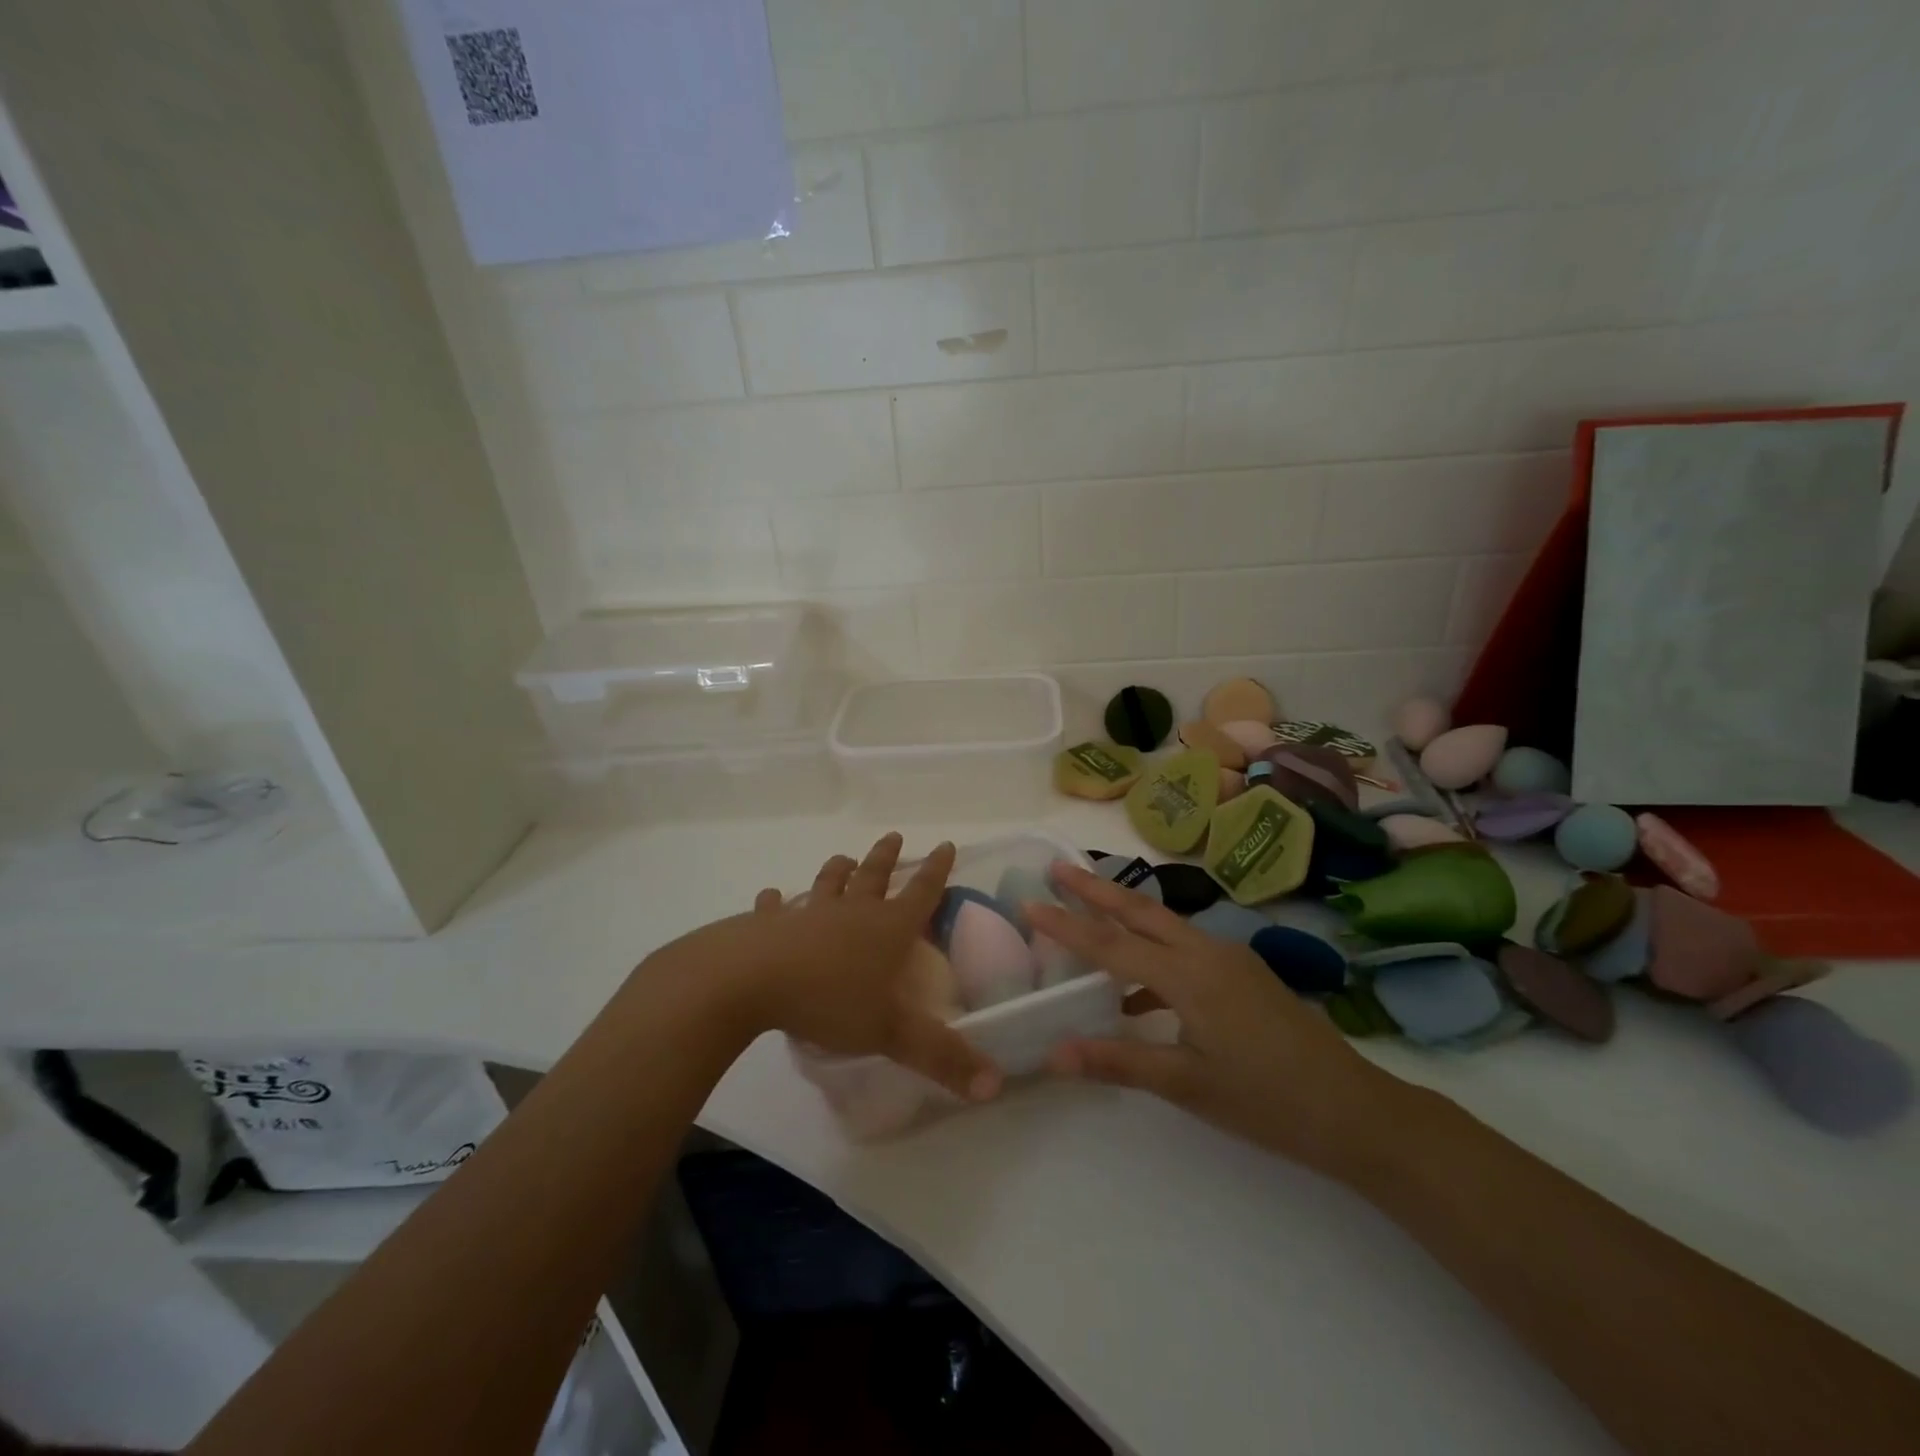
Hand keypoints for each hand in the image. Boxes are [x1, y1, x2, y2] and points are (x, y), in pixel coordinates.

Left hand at [662, 833, 1000, 1103]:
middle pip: (874, 876)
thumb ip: (942, 1057)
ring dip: (838, 870)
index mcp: (886, 929)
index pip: (922, 893)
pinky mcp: (767, 924)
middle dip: (886, 857)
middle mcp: (851, 912)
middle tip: (893, 837)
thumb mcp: (891, 1033)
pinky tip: (771, 896)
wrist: (750, 980)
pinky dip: (774, 901)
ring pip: (828, 884)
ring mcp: (807, 914)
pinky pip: (774, 907)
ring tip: (845, 859)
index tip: (946, 844)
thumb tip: (995, 1086)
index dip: (937, 870)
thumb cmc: (829, 1000)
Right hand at [1027, 864, 1410, 1181]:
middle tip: (1057, 868)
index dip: (1066, 925)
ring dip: (1123, 914)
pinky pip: (1185, 948)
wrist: (1354, 1108)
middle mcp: (1205, 952)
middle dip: (1094, 889)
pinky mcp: (1243, 972)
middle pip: (1139, 910)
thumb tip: (1054, 1053)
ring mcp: (1229, 958)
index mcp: (1187, 976)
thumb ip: (1119, 1062)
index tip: (1029, 902)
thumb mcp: (1187, 1085)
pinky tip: (1138, 992)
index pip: (1110, 945)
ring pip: (1163, 925)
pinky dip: (1153, 953)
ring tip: (1087, 911)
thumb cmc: (1267, 1100)